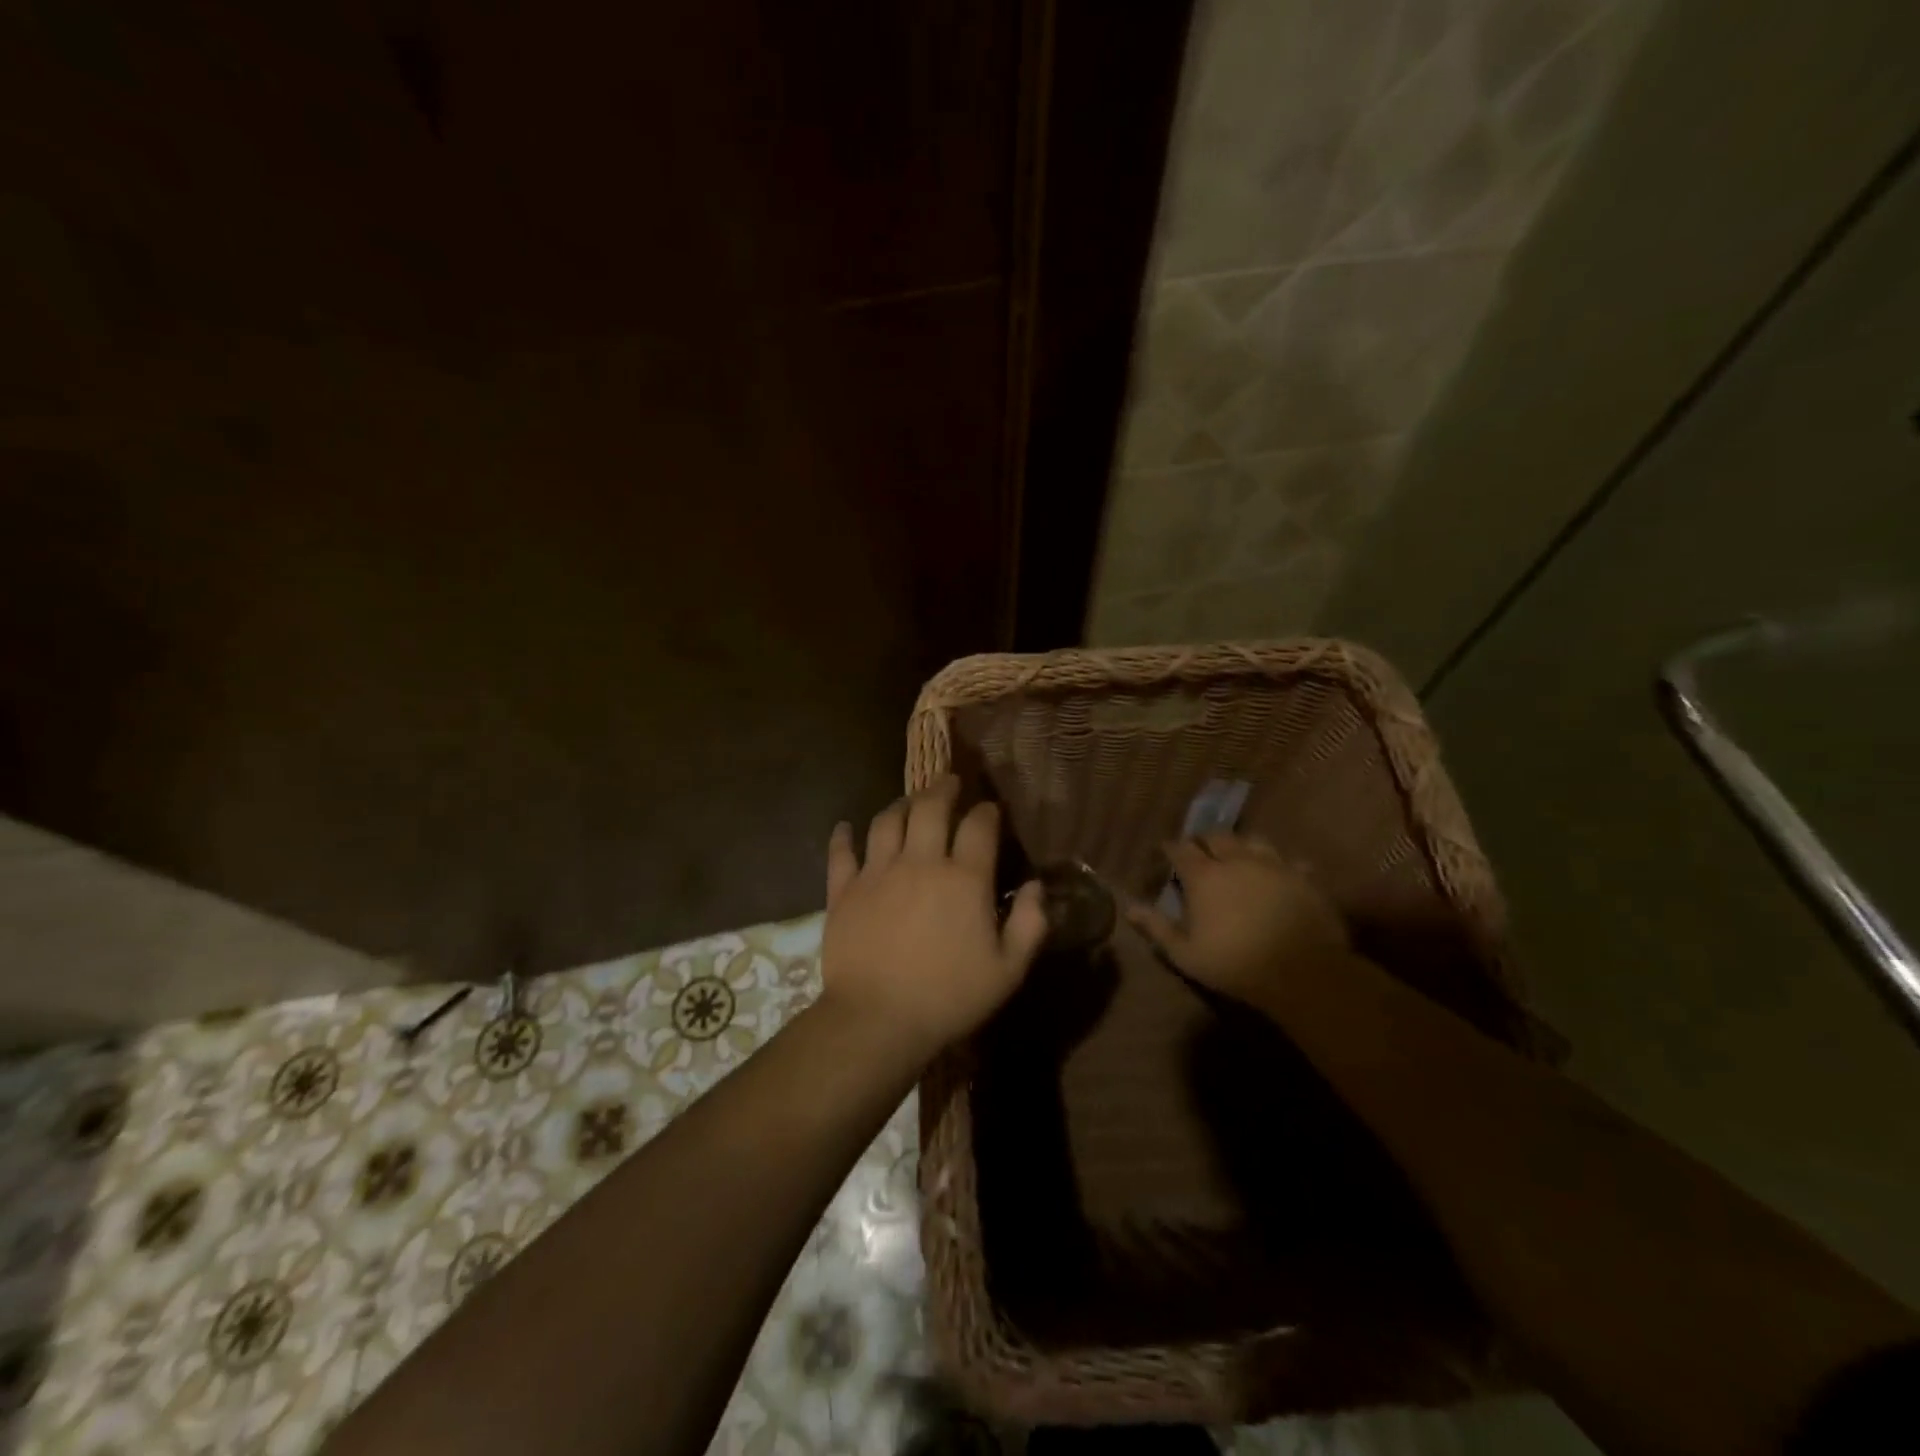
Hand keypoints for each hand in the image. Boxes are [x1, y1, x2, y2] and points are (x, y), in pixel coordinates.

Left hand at [820, 777, 1047, 1057]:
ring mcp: (877, 873)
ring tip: (908, 802)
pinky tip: (845, 827)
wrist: (877, 1020)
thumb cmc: (949, 998)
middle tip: (948, 783)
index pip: (979, 826)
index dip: (986, 812)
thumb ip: (1029, 924)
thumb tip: (1038, 888)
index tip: (989, 809)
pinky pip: (841, 852)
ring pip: (887, 821)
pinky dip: (843, 836)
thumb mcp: (1008, 971)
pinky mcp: (843, 890)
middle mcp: (920, 863)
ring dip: (900, 805)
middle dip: (942, 789)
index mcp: (964, 879)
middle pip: (930, 807)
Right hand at [1127, 833, 1350, 1006]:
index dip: (1171, 849)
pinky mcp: (1303, 878)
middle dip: (1204, 840)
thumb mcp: (1186, 954)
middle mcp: (1236, 861)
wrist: (1302, 972)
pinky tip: (1281, 875)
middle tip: (1200, 851)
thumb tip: (1129, 908)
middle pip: (1217, 837)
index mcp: (1203, 876)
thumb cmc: (1235, 964)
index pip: (1180, 849)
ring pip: (1253, 841)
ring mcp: (1273, 865)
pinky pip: (1290, 862)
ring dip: (1241, 846)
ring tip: (1238, 856)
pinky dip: (1281, 865)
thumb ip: (1157, 927)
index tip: (1166, 853)